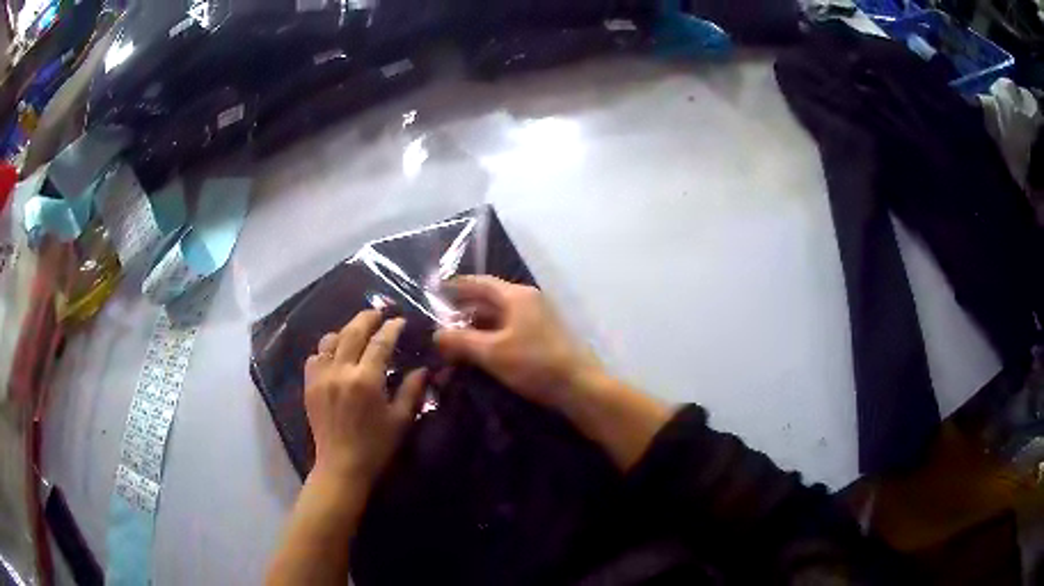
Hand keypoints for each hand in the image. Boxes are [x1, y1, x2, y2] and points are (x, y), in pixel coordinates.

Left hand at [304, 310, 426, 487]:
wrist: (341, 466)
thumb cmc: (376, 446)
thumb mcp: (401, 420)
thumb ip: (412, 391)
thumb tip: (423, 369)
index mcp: (366, 380)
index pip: (380, 342)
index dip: (391, 328)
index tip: (399, 320)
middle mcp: (341, 371)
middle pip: (353, 332)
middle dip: (367, 318)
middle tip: (378, 313)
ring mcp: (321, 377)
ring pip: (330, 340)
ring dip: (345, 331)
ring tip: (356, 332)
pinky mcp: (309, 385)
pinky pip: (314, 357)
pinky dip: (325, 350)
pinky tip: (334, 355)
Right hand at [434, 276, 601, 407]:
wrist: (580, 387)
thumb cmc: (535, 364)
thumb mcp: (492, 352)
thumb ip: (461, 341)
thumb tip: (437, 334)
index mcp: (517, 296)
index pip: (480, 283)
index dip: (456, 286)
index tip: (435, 291)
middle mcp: (529, 301)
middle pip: (489, 300)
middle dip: (464, 311)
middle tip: (440, 323)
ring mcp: (539, 319)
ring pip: (500, 317)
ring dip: (477, 327)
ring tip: (455, 341)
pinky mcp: (544, 337)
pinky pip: (510, 330)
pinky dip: (492, 337)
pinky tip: (480, 353)